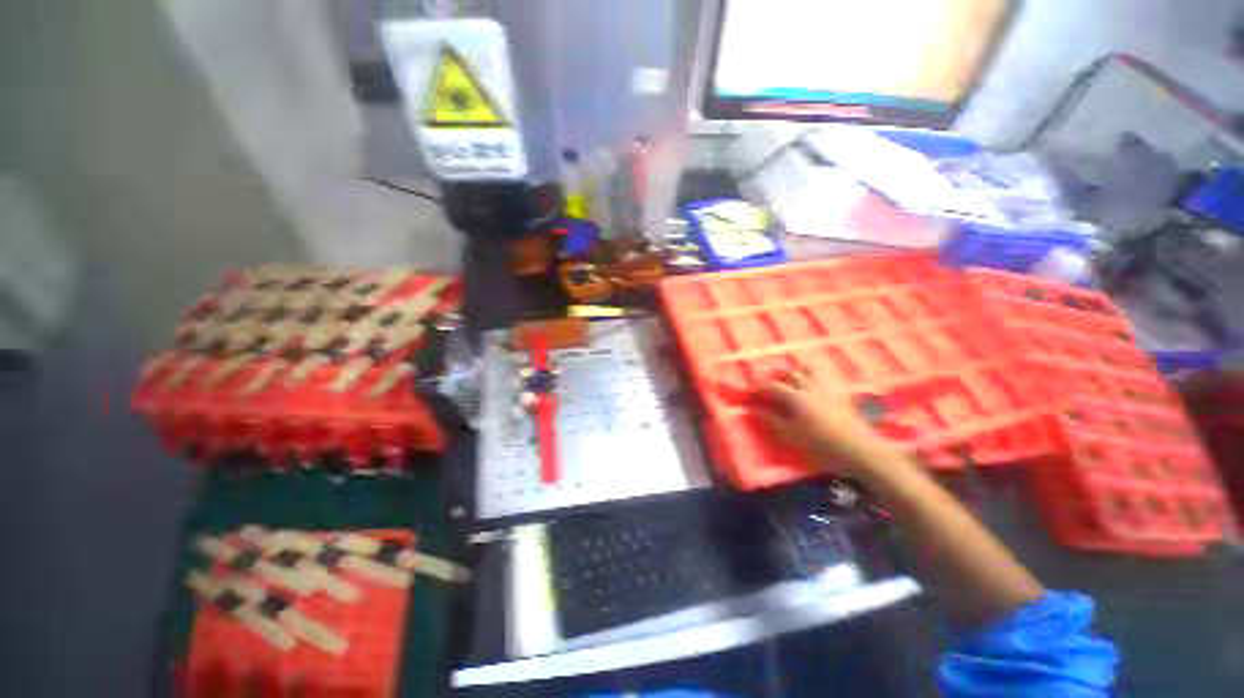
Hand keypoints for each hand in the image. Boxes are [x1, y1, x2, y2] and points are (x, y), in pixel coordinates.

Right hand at [754, 359, 897, 473]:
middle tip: (773, 383)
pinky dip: (817, 373)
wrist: (857, 447)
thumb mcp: (791, 434)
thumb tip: (754, 410)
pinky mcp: (840, 391)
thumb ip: (772, 420)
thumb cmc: (819, 443)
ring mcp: (827, 387)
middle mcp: (809, 387)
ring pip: (810, 369)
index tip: (755, 391)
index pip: (773, 386)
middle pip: (791, 374)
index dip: (762, 387)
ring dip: (798, 369)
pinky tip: (815, 379)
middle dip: (779, 376)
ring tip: (793, 374)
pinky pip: (826, 375)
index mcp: (796, 398)